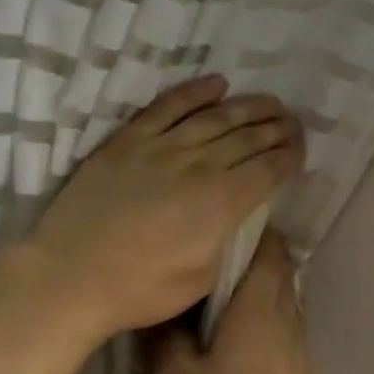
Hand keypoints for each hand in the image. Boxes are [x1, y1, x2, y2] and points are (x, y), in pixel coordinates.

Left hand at [24, 75, 304, 336]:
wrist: (71, 276)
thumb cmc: (142, 289)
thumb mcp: (204, 279)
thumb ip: (231, 243)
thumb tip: (249, 219)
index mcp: (222, 203)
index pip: (268, 169)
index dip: (289, 156)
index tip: (302, 150)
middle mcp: (199, 166)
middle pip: (248, 138)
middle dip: (277, 128)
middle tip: (294, 122)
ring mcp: (161, 147)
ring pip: (215, 117)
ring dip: (248, 107)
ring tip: (269, 101)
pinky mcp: (128, 141)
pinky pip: (167, 106)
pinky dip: (194, 92)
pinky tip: (216, 83)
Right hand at [153, 234, 326, 373]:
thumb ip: (167, 341)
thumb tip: (164, 318)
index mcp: (258, 303)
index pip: (268, 245)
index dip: (248, 228)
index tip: (216, 225)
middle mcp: (284, 311)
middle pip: (274, 266)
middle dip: (245, 256)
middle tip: (203, 258)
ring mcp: (294, 337)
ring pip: (276, 294)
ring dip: (250, 287)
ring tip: (208, 293)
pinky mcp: (295, 362)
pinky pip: (276, 320)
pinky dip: (256, 313)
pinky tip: (226, 332)